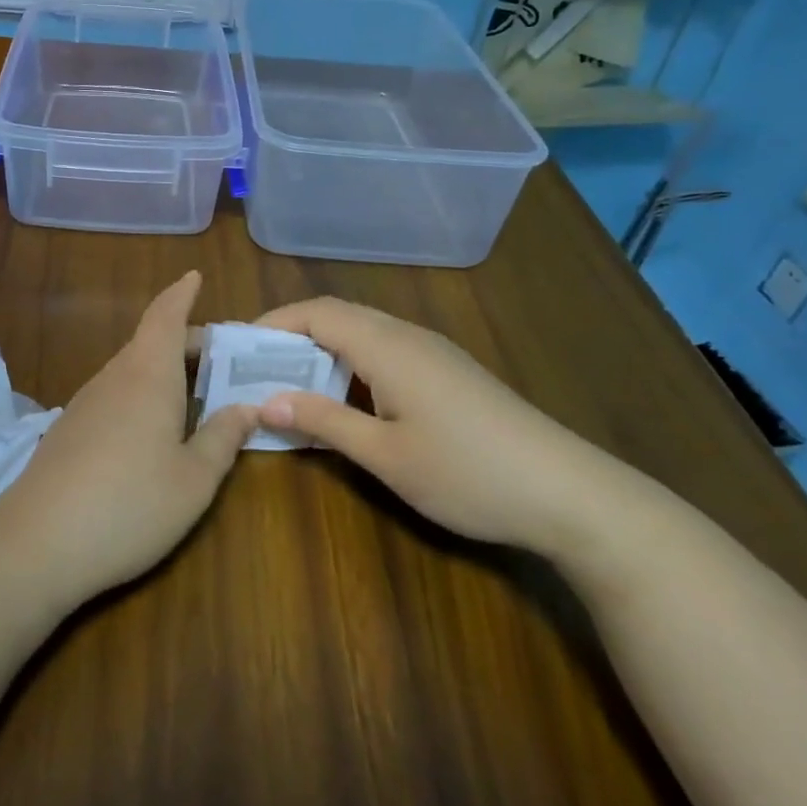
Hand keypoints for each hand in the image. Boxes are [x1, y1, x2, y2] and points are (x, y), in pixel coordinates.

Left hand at [0, 272, 257, 605]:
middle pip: (150, 341)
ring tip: (194, 391)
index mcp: (148, 375)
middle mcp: (115, 377)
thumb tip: (248, 407)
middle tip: (220, 356)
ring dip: (162, 368)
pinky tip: (152, 427)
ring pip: (131, 368)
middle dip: (185, 340)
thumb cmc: (130, 504)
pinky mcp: (69, 429)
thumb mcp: (194, 479)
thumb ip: (223, 438)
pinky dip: (142, 392)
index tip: (194, 276)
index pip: (165, 316)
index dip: (181, 293)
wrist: (38, 542)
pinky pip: (115, 393)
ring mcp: (86, 402)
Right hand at [254, 298, 613, 552]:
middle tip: (256, 366)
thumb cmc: (467, 473)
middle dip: (291, 333)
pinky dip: (350, 361)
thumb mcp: (385, 455)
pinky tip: (345, 397)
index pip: (316, 312)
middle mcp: (408, 336)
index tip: (238, 346)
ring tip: (290, 381)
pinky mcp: (449, 371)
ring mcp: (433, 352)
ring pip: (363, 331)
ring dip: (322, 348)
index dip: (273, 322)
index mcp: (387, 346)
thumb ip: (323, 421)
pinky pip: (385, 349)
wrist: (568, 493)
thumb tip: (266, 401)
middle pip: (338, 315)